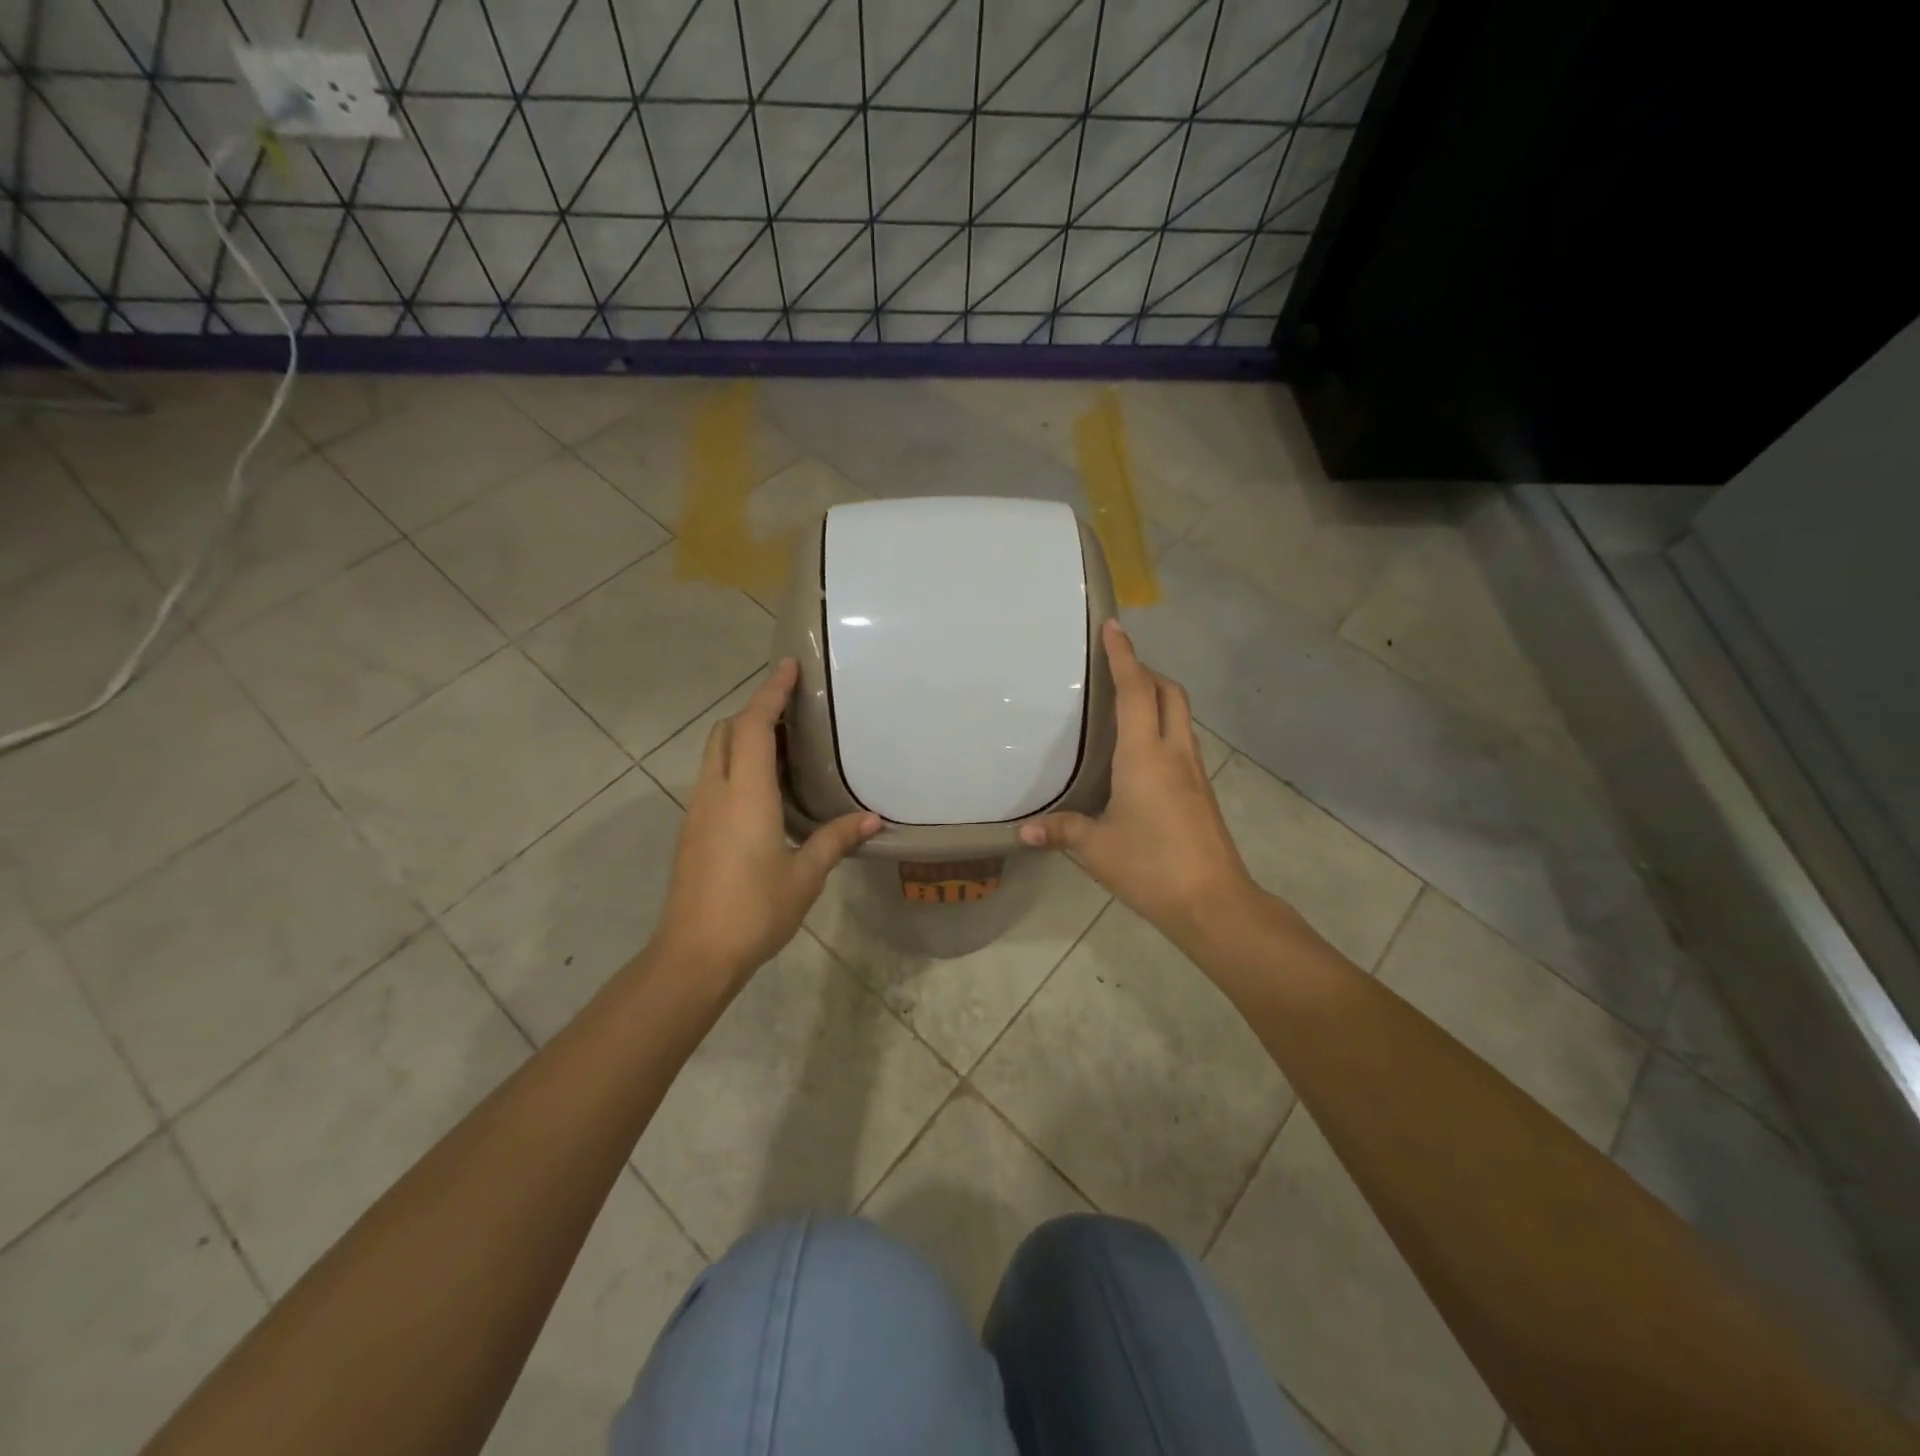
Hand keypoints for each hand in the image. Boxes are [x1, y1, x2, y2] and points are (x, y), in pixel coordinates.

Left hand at [653, 659, 880, 989]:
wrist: (693, 954)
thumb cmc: (754, 910)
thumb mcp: (804, 876)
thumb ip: (836, 840)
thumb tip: (873, 819)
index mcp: (745, 794)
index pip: (755, 726)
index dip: (770, 692)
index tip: (788, 665)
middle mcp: (716, 792)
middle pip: (727, 731)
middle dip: (755, 709)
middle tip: (793, 708)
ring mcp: (698, 810)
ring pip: (716, 753)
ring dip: (744, 736)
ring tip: (785, 744)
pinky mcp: (692, 829)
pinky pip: (714, 777)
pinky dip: (737, 763)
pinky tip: (764, 788)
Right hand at [1020, 621, 1260, 946]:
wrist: (1213, 902)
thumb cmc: (1150, 866)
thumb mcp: (1096, 849)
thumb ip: (1060, 832)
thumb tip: (1023, 831)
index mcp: (1145, 755)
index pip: (1136, 691)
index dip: (1124, 656)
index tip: (1114, 627)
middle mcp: (1174, 753)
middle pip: (1169, 693)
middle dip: (1146, 671)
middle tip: (1116, 669)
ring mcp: (1194, 771)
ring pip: (1180, 715)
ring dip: (1158, 696)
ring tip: (1126, 703)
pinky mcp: (1202, 790)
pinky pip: (1182, 739)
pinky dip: (1163, 725)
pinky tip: (1142, 752)